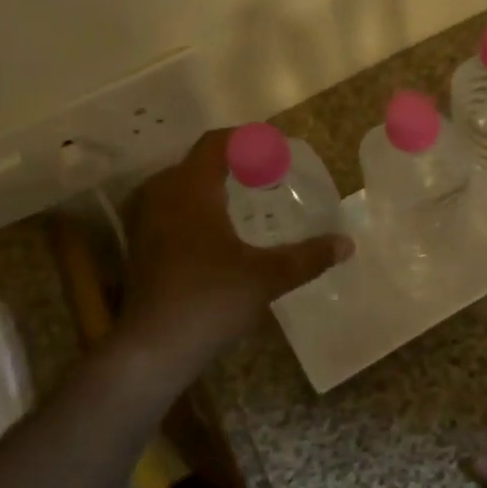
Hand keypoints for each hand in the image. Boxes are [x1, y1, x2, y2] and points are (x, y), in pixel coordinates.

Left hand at [117, 129, 351, 386]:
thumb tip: (346, 244)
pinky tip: (217, 232)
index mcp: (191, 188)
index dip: (246, 139)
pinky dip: (195, 207)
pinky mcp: (140, 244)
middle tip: (266, 176)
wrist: (152, 348)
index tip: (274, 149)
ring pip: (181, 185)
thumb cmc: (210, 300)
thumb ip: (308, 257)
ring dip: (211, 185)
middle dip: (232, 163)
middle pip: (198, 161)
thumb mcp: (266, 277)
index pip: (216, 143)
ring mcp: (144, 219)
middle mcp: (162, 193)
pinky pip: (170, 207)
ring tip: (244, 201)